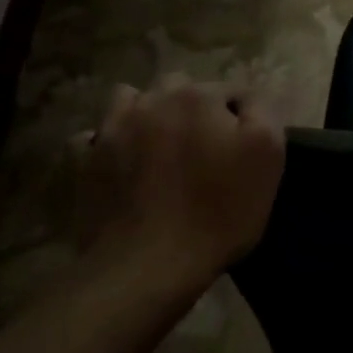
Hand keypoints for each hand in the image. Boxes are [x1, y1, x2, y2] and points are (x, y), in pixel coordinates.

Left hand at [74, 77, 284, 283]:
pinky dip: (105, 142)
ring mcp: (112, 129)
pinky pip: (91, 137)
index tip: (243, 148)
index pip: (229, 90)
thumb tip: (248, 96)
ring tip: (159, 145)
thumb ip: (262, 111)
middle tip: (204, 146)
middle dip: (193, 107)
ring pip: (131, 100)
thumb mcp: (268, 155)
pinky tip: (120, 161)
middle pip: (179, 87)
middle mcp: (153, 100)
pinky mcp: (85, 161)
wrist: (148, 265)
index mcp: (199, 97)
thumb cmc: (219, 211)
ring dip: (147, 113)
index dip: (240, 117)